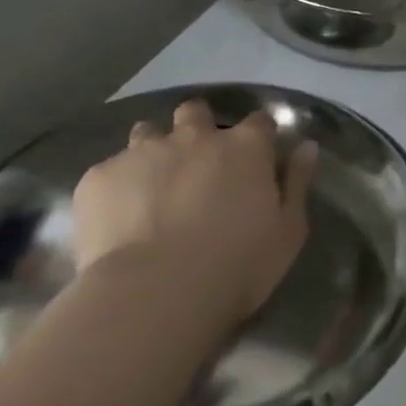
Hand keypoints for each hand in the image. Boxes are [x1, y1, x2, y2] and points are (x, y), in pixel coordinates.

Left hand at [71, 98, 314, 331]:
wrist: (155, 294)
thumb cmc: (237, 265)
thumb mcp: (288, 230)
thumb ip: (298, 183)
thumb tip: (306, 147)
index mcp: (246, 147)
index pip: (259, 121)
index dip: (258, 135)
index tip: (257, 156)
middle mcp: (195, 137)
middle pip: (196, 112)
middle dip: (198, 128)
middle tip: (197, 163)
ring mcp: (143, 153)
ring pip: (147, 132)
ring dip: (153, 150)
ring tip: (151, 185)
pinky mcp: (99, 177)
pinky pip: (109, 170)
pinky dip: (116, 186)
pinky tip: (116, 217)